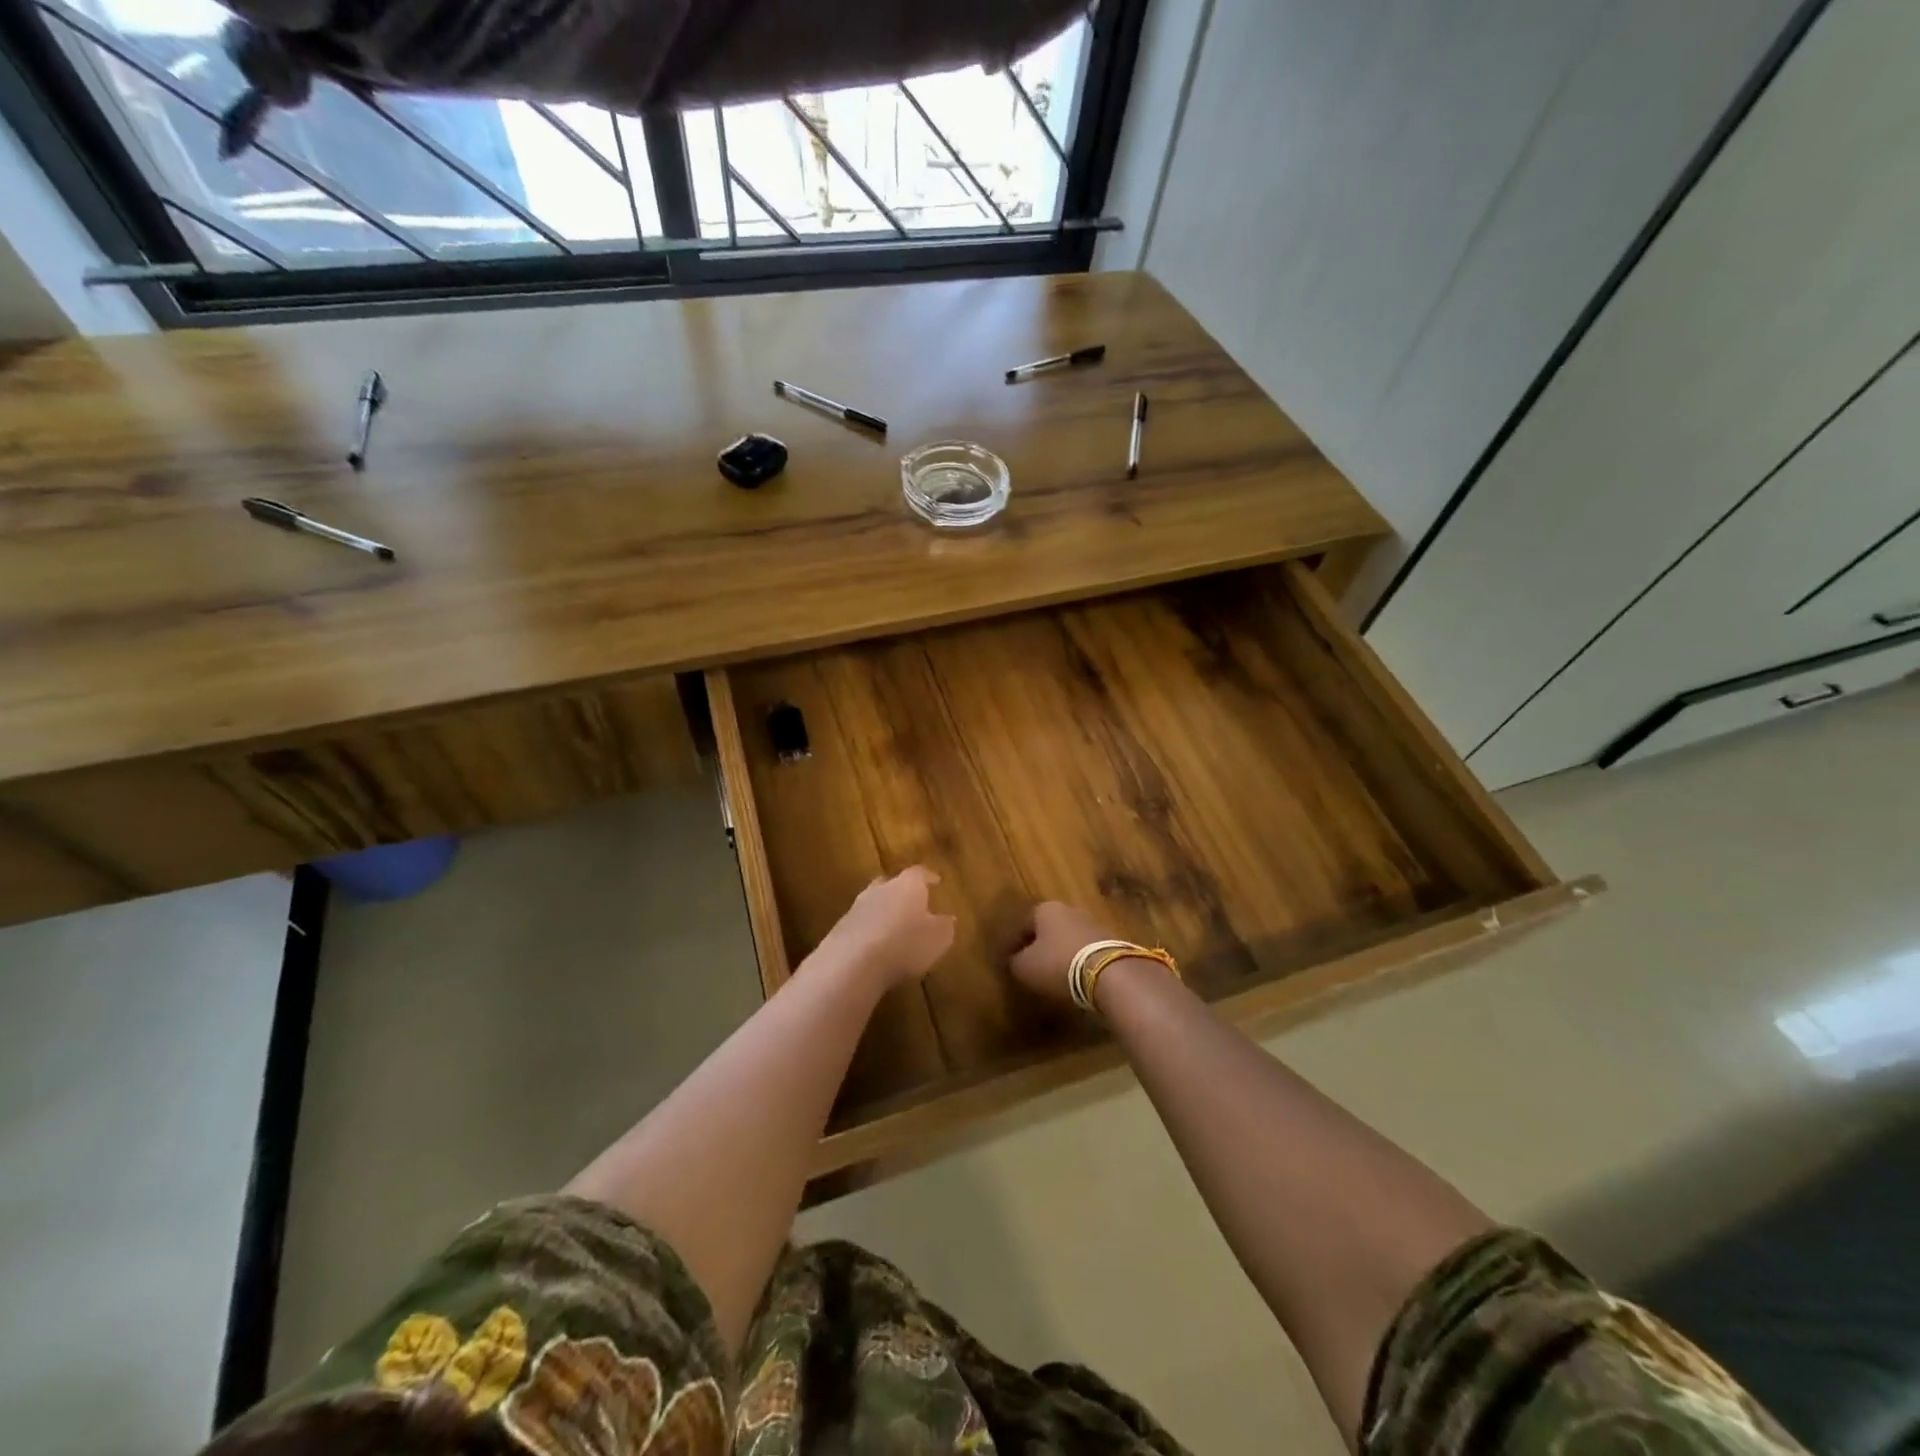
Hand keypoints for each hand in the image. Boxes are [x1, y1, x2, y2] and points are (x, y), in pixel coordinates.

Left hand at [813, 866, 955, 988]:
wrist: (854, 962)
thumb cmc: (906, 944)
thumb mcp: (938, 939)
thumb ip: (945, 926)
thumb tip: (948, 919)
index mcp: (908, 885)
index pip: (919, 873)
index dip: (928, 877)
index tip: (936, 881)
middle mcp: (881, 889)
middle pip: (891, 883)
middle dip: (901, 892)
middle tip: (912, 902)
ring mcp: (857, 907)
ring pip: (873, 902)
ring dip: (883, 911)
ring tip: (893, 926)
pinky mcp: (840, 928)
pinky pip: (860, 924)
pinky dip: (869, 930)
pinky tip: (875, 946)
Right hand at [1008, 901, 1113, 1004]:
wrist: (1107, 972)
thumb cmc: (1057, 963)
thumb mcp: (1025, 967)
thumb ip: (1014, 961)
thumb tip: (1014, 960)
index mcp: (1045, 909)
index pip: (1023, 924)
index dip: (1014, 944)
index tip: (1010, 961)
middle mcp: (1069, 910)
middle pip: (1048, 929)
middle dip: (1039, 946)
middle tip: (1031, 966)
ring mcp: (1092, 924)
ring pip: (1068, 939)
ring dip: (1060, 954)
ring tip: (1053, 975)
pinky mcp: (1110, 942)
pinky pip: (1085, 951)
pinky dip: (1077, 962)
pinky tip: (1074, 978)